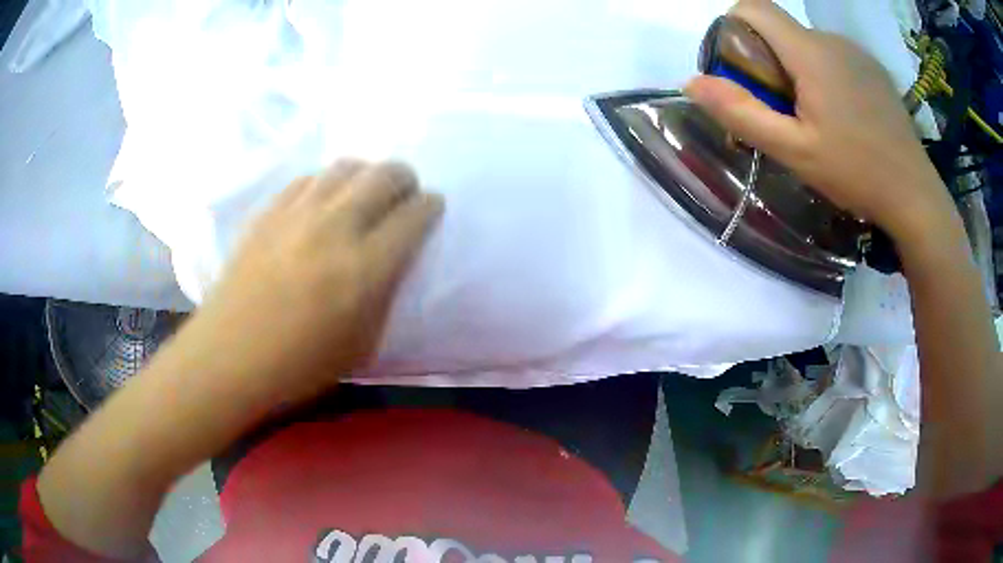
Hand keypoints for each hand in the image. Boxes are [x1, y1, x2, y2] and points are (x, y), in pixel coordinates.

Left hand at [194, 159, 443, 401]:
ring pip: (346, 167)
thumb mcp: (363, 344)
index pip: (415, 215)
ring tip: (364, 194)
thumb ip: (385, 293)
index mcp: (365, 268)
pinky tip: (323, 202)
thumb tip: (392, 258)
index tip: (431, 209)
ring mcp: (298, 213)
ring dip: (367, 174)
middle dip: (405, 179)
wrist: (232, 354)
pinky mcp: (270, 211)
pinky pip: (309, 178)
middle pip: (385, 175)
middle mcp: (335, 227)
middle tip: (404, 194)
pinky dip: (328, 183)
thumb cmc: (299, 364)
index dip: (431, 207)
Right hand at [685, 0, 953, 242]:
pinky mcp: (873, 68)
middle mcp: (831, 39)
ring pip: (808, 44)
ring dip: (798, 70)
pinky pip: (834, 57)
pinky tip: (843, 115)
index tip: (741, 69)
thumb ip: (741, 112)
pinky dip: (825, 75)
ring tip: (817, 119)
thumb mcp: (794, 151)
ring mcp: (857, 52)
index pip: (753, 8)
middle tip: (783, 111)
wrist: (915, 195)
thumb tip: (691, 82)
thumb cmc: (856, 173)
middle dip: (768, 60)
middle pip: (781, 30)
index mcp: (809, 52)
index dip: (734, 27)